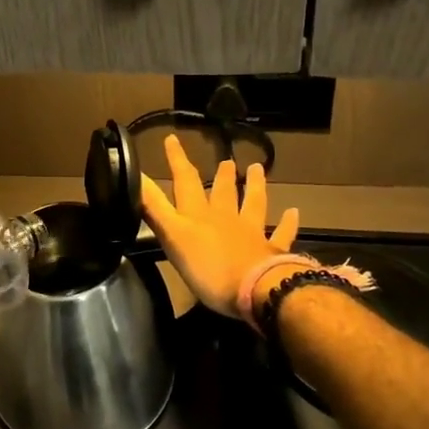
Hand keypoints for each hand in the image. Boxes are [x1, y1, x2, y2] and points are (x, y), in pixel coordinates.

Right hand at [140, 134, 301, 320]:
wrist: (256, 289)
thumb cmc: (208, 267)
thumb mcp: (172, 236)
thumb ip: (154, 207)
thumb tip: (134, 175)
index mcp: (199, 215)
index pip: (185, 181)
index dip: (177, 160)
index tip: (173, 139)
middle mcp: (225, 218)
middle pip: (222, 192)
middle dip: (220, 176)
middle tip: (226, 160)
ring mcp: (251, 233)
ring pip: (253, 203)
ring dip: (254, 186)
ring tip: (257, 169)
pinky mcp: (272, 251)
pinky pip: (281, 234)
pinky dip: (287, 223)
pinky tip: (293, 212)